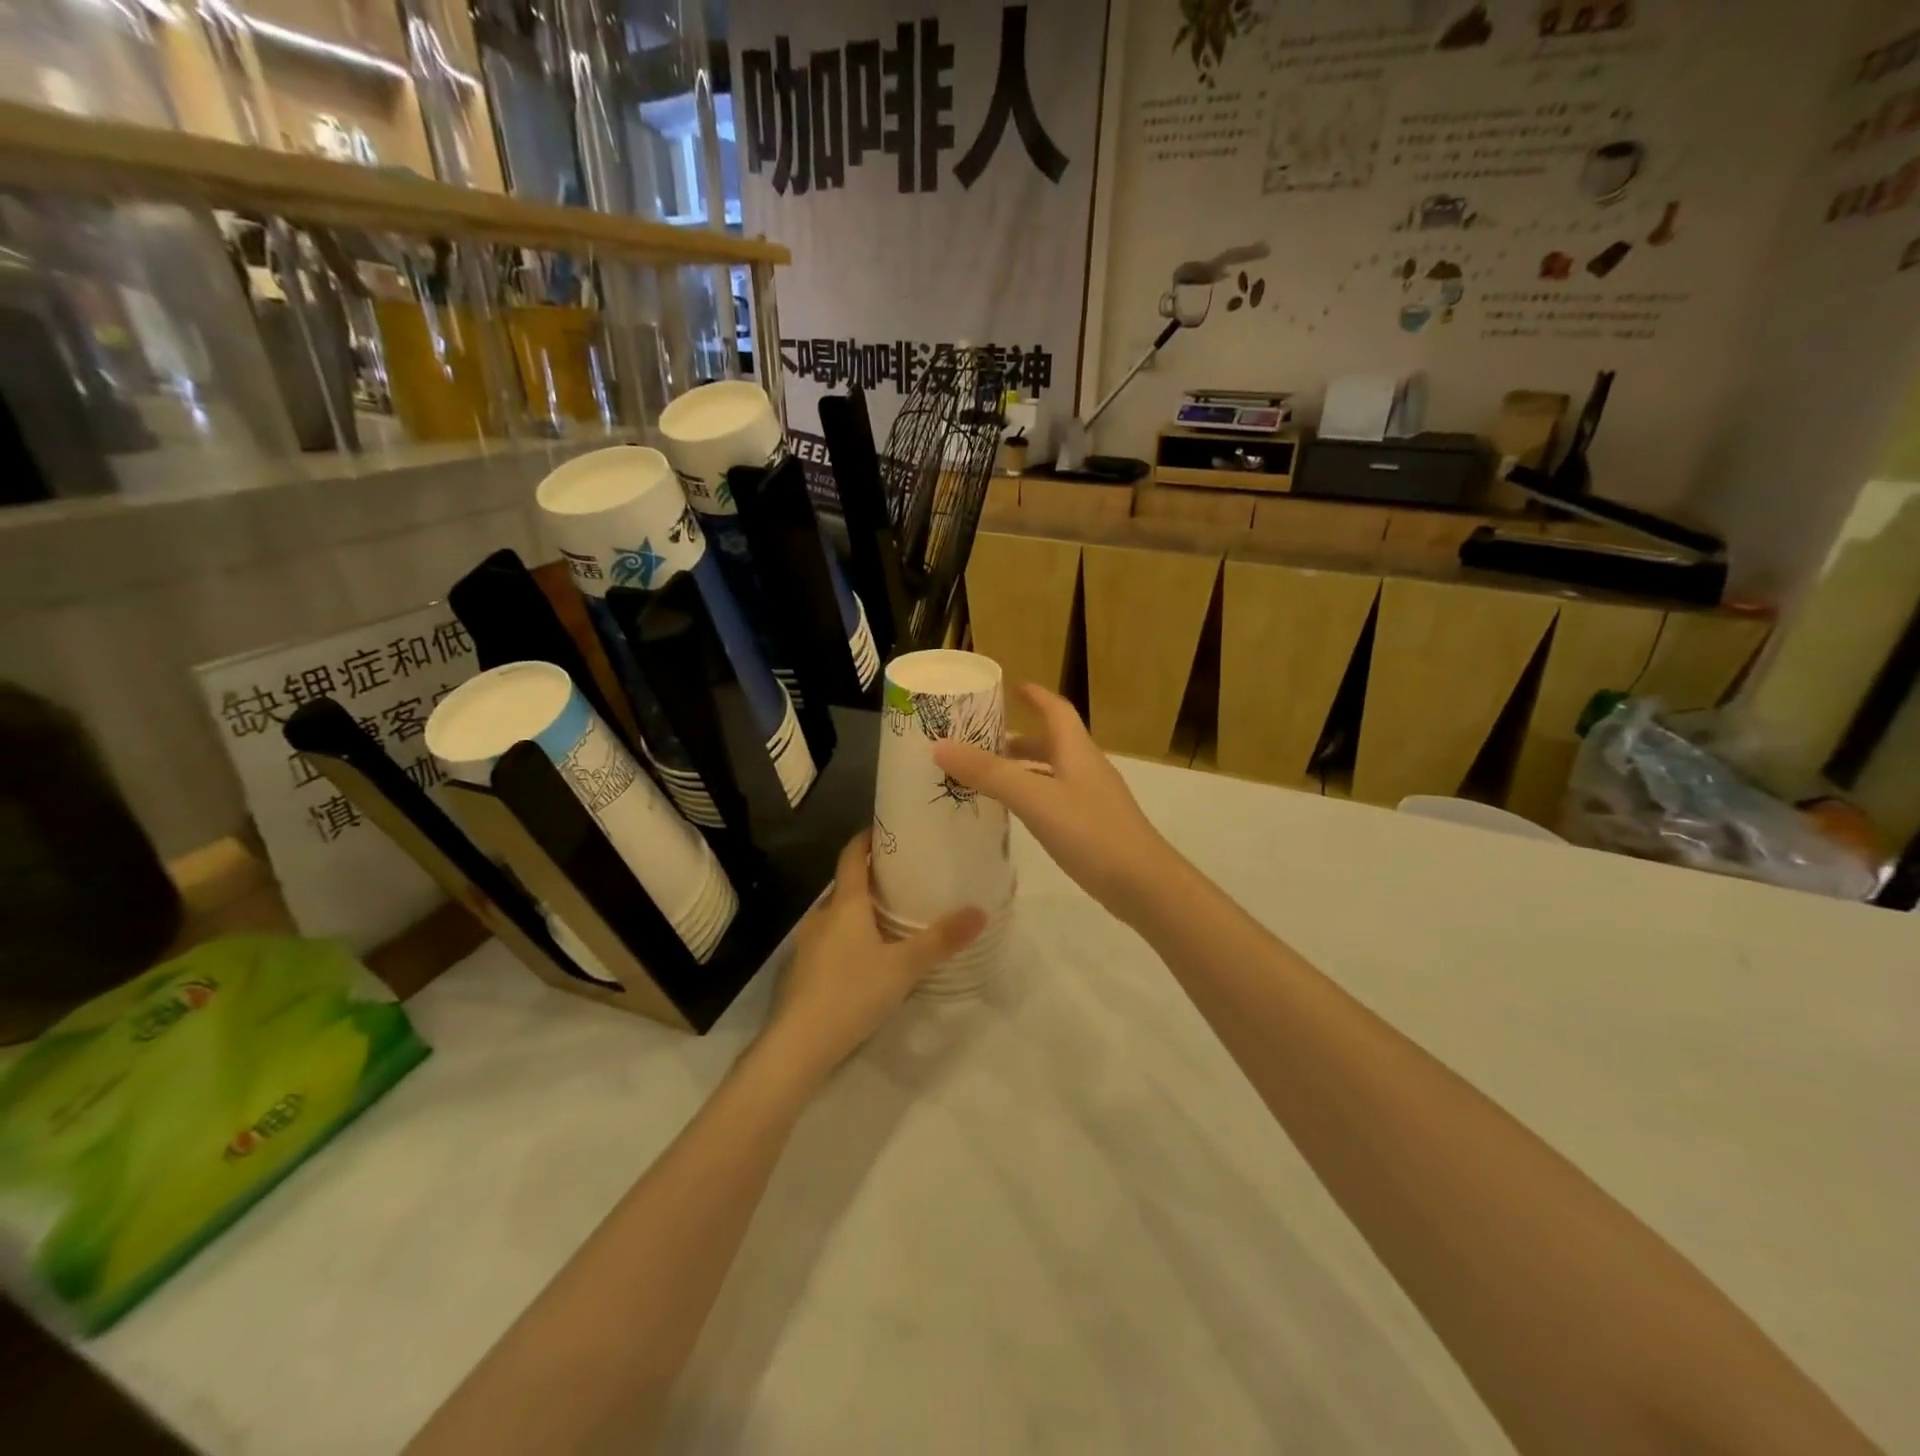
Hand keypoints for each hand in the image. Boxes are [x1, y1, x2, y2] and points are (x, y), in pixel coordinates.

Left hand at [761, 832, 985, 1084]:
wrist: (798, 1044)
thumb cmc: (852, 993)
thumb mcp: (904, 967)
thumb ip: (941, 940)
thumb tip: (979, 911)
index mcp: (845, 905)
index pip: (852, 856)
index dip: (866, 839)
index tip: (886, 829)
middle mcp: (822, 916)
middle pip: (846, 886)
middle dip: (871, 879)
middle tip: (904, 878)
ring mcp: (807, 944)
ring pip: (837, 916)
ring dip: (860, 911)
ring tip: (891, 917)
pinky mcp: (802, 970)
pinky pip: (830, 940)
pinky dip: (849, 937)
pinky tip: (867, 957)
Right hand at [932, 684, 1175, 915]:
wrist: (1143, 884)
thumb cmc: (1090, 832)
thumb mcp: (1034, 798)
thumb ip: (989, 773)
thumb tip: (941, 746)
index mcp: (1076, 750)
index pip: (1056, 710)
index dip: (1036, 696)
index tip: (1012, 687)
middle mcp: (1086, 768)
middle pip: (1052, 742)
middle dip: (1019, 738)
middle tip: (982, 741)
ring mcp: (1093, 799)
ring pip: (1053, 773)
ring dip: (1024, 769)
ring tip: (989, 778)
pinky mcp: (1094, 827)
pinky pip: (1056, 800)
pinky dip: (1033, 797)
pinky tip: (1017, 815)